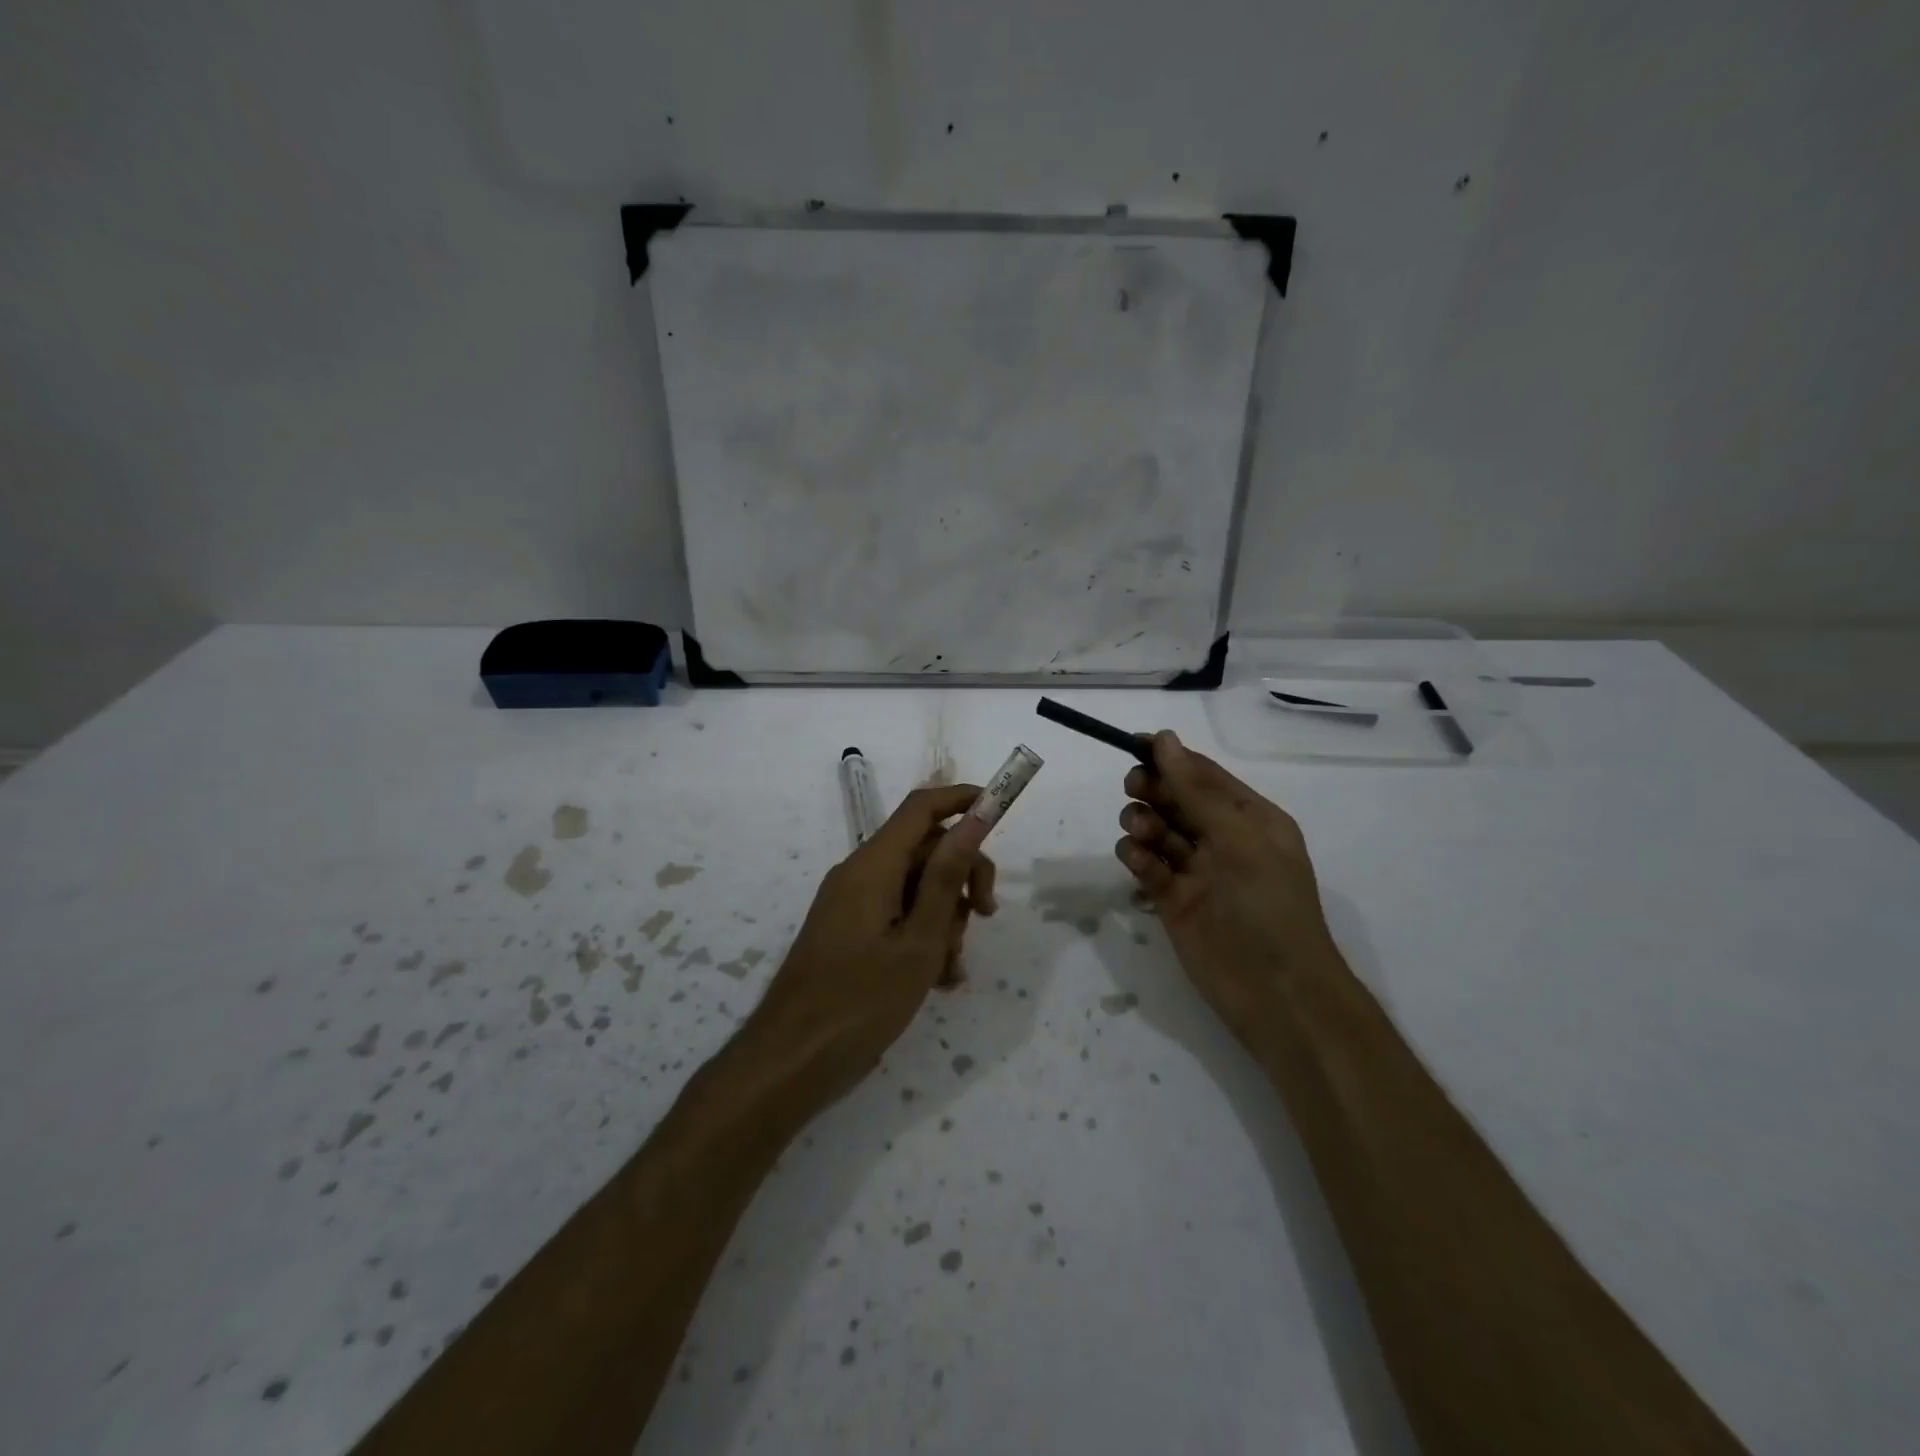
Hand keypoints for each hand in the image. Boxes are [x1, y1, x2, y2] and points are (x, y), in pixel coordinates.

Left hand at [746, 785, 996, 1105]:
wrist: (791, 1060)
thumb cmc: (860, 1001)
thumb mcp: (919, 940)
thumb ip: (947, 877)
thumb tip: (973, 820)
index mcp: (873, 865)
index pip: (922, 807)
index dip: (963, 800)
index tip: (1000, 812)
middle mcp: (860, 874)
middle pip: (925, 850)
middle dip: (961, 878)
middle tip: (986, 916)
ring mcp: (852, 904)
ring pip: (915, 888)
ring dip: (945, 918)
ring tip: (952, 968)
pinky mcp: (850, 932)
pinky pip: (897, 917)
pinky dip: (923, 938)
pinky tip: (939, 980)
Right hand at [1114, 731, 1336, 1037]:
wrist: (1276, 993)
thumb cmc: (1268, 906)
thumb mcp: (1239, 838)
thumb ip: (1196, 790)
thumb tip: (1164, 738)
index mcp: (1250, 818)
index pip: (1203, 775)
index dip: (1169, 757)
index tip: (1133, 745)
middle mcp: (1222, 839)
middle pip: (1175, 799)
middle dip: (1152, 789)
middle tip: (1135, 788)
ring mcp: (1196, 871)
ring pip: (1157, 830)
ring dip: (1143, 822)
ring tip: (1141, 832)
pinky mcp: (1172, 900)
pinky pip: (1147, 865)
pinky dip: (1137, 857)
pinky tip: (1138, 860)